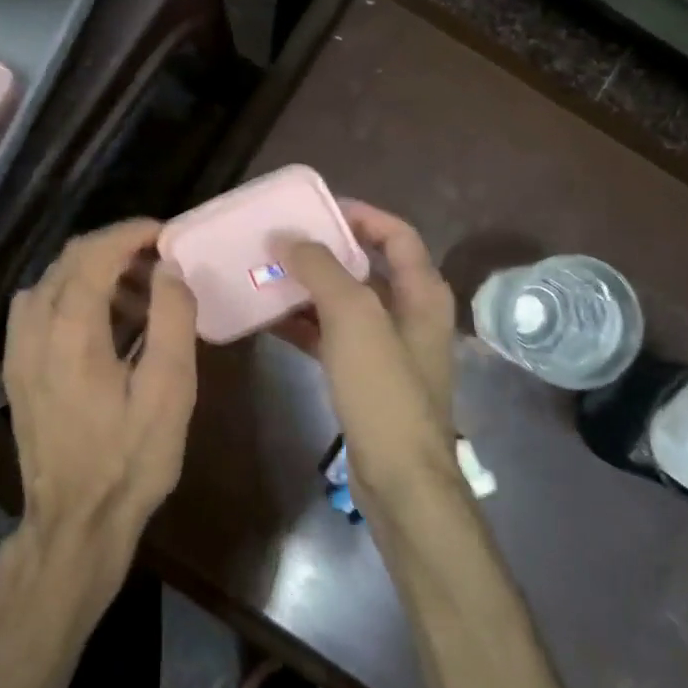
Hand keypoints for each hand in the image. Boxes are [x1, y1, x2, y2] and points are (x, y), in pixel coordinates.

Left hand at [3, 218, 198, 592]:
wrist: (74, 522)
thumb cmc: (129, 459)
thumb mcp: (170, 391)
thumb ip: (172, 319)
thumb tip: (168, 269)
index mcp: (71, 329)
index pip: (95, 253)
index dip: (131, 233)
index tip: (165, 233)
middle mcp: (34, 327)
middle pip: (70, 260)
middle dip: (115, 249)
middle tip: (159, 263)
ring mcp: (18, 348)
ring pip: (52, 282)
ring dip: (94, 273)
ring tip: (139, 295)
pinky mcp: (16, 368)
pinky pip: (39, 308)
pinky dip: (72, 296)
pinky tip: (102, 324)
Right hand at [274, 202, 455, 498]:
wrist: (399, 477)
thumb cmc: (384, 391)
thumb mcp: (354, 319)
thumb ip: (322, 270)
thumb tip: (288, 237)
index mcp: (422, 293)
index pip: (396, 234)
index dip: (360, 215)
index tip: (315, 209)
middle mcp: (410, 314)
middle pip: (366, 267)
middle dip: (324, 252)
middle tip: (279, 242)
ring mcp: (388, 348)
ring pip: (344, 303)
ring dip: (308, 288)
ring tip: (265, 275)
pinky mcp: (366, 377)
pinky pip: (332, 337)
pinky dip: (304, 325)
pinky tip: (268, 321)